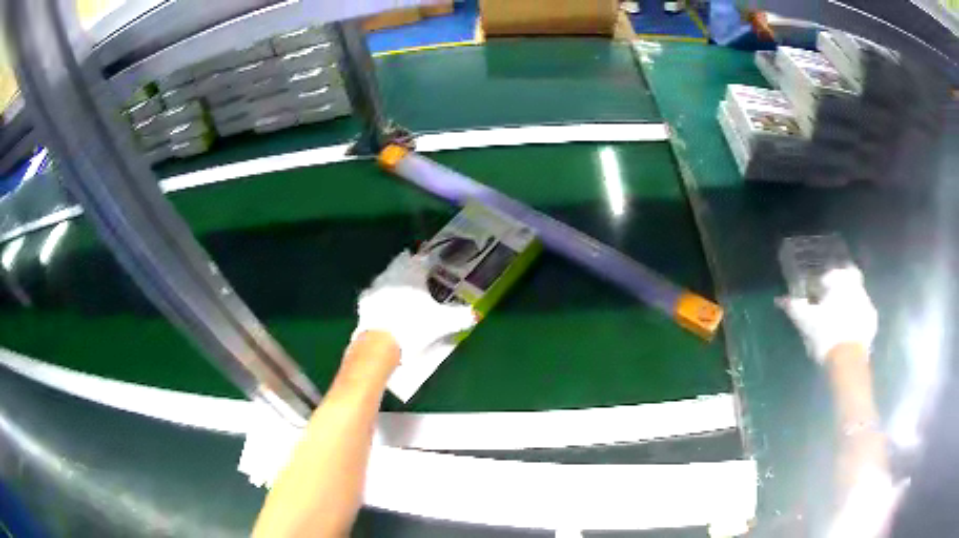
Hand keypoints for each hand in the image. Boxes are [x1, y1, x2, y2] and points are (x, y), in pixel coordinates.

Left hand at [353, 251, 476, 361]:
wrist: (380, 342)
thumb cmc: (414, 325)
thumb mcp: (442, 322)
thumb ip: (460, 316)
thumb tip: (476, 314)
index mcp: (413, 273)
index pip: (423, 259)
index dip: (429, 259)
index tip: (434, 261)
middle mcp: (393, 274)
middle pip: (402, 262)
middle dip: (409, 263)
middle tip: (416, 266)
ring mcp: (376, 286)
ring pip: (387, 275)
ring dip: (393, 277)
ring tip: (401, 284)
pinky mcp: (365, 301)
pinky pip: (374, 293)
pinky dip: (380, 295)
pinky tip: (382, 302)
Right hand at [777, 267, 877, 362]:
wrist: (848, 359)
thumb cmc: (825, 334)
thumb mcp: (805, 321)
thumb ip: (794, 307)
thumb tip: (779, 299)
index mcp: (840, 280)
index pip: (833, 270)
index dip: (825, 278)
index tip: (819, 289)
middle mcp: (856, 285)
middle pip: (849, 279)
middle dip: (841, 286)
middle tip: (831, 300)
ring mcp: (867, 302)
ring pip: (857, 295)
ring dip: (849, 302)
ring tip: (840, 317)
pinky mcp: (872, 321)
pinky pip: (863, 313)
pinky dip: (857, 317)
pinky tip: (850, 328)